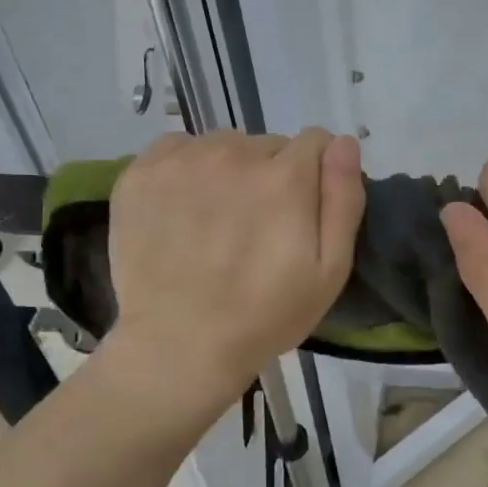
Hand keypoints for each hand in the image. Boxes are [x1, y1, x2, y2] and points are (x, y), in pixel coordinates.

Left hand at [104, 128, 363, 396]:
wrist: (179, 345)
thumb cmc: (265, 315)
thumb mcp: (330, 270)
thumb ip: (343, 199)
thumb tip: (345, 143)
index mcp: (285, 177)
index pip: (316, 141)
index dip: (317, 173)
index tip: (304, 210)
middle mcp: (235, 154)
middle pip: (269, 144)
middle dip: (273, 174)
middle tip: (260, 225)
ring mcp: (183, 161)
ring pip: (225, 144)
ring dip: (231, 170)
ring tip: (219, 218)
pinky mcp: (142, 173)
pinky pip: (178, 147)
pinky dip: (188, 168)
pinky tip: (185, 207)